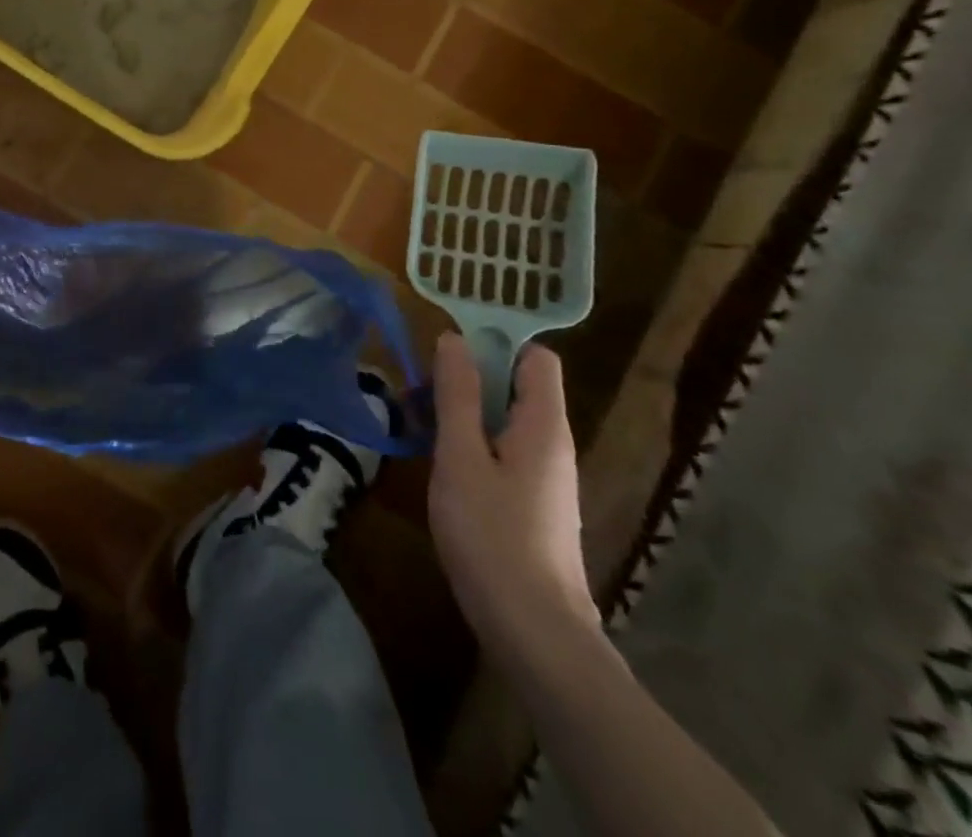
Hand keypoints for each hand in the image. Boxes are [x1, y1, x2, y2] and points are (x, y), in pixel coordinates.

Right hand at [428, 333, 598, 667]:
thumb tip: (454, 339)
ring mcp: (545, 477)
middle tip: (419, 384)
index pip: (537, 357)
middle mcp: (553, 444)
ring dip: (465, 410)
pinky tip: (439, 460)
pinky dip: (472, 441)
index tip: (448, 344)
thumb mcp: (461, 456)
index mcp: (544, 426)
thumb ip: (458, 395)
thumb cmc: (492, 535)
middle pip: (518, 386)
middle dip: (470, 376)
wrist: (534, 632)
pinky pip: (503, 450)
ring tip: (417, 417)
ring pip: (506, 420)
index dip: (497, 341)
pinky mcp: (532, 504)